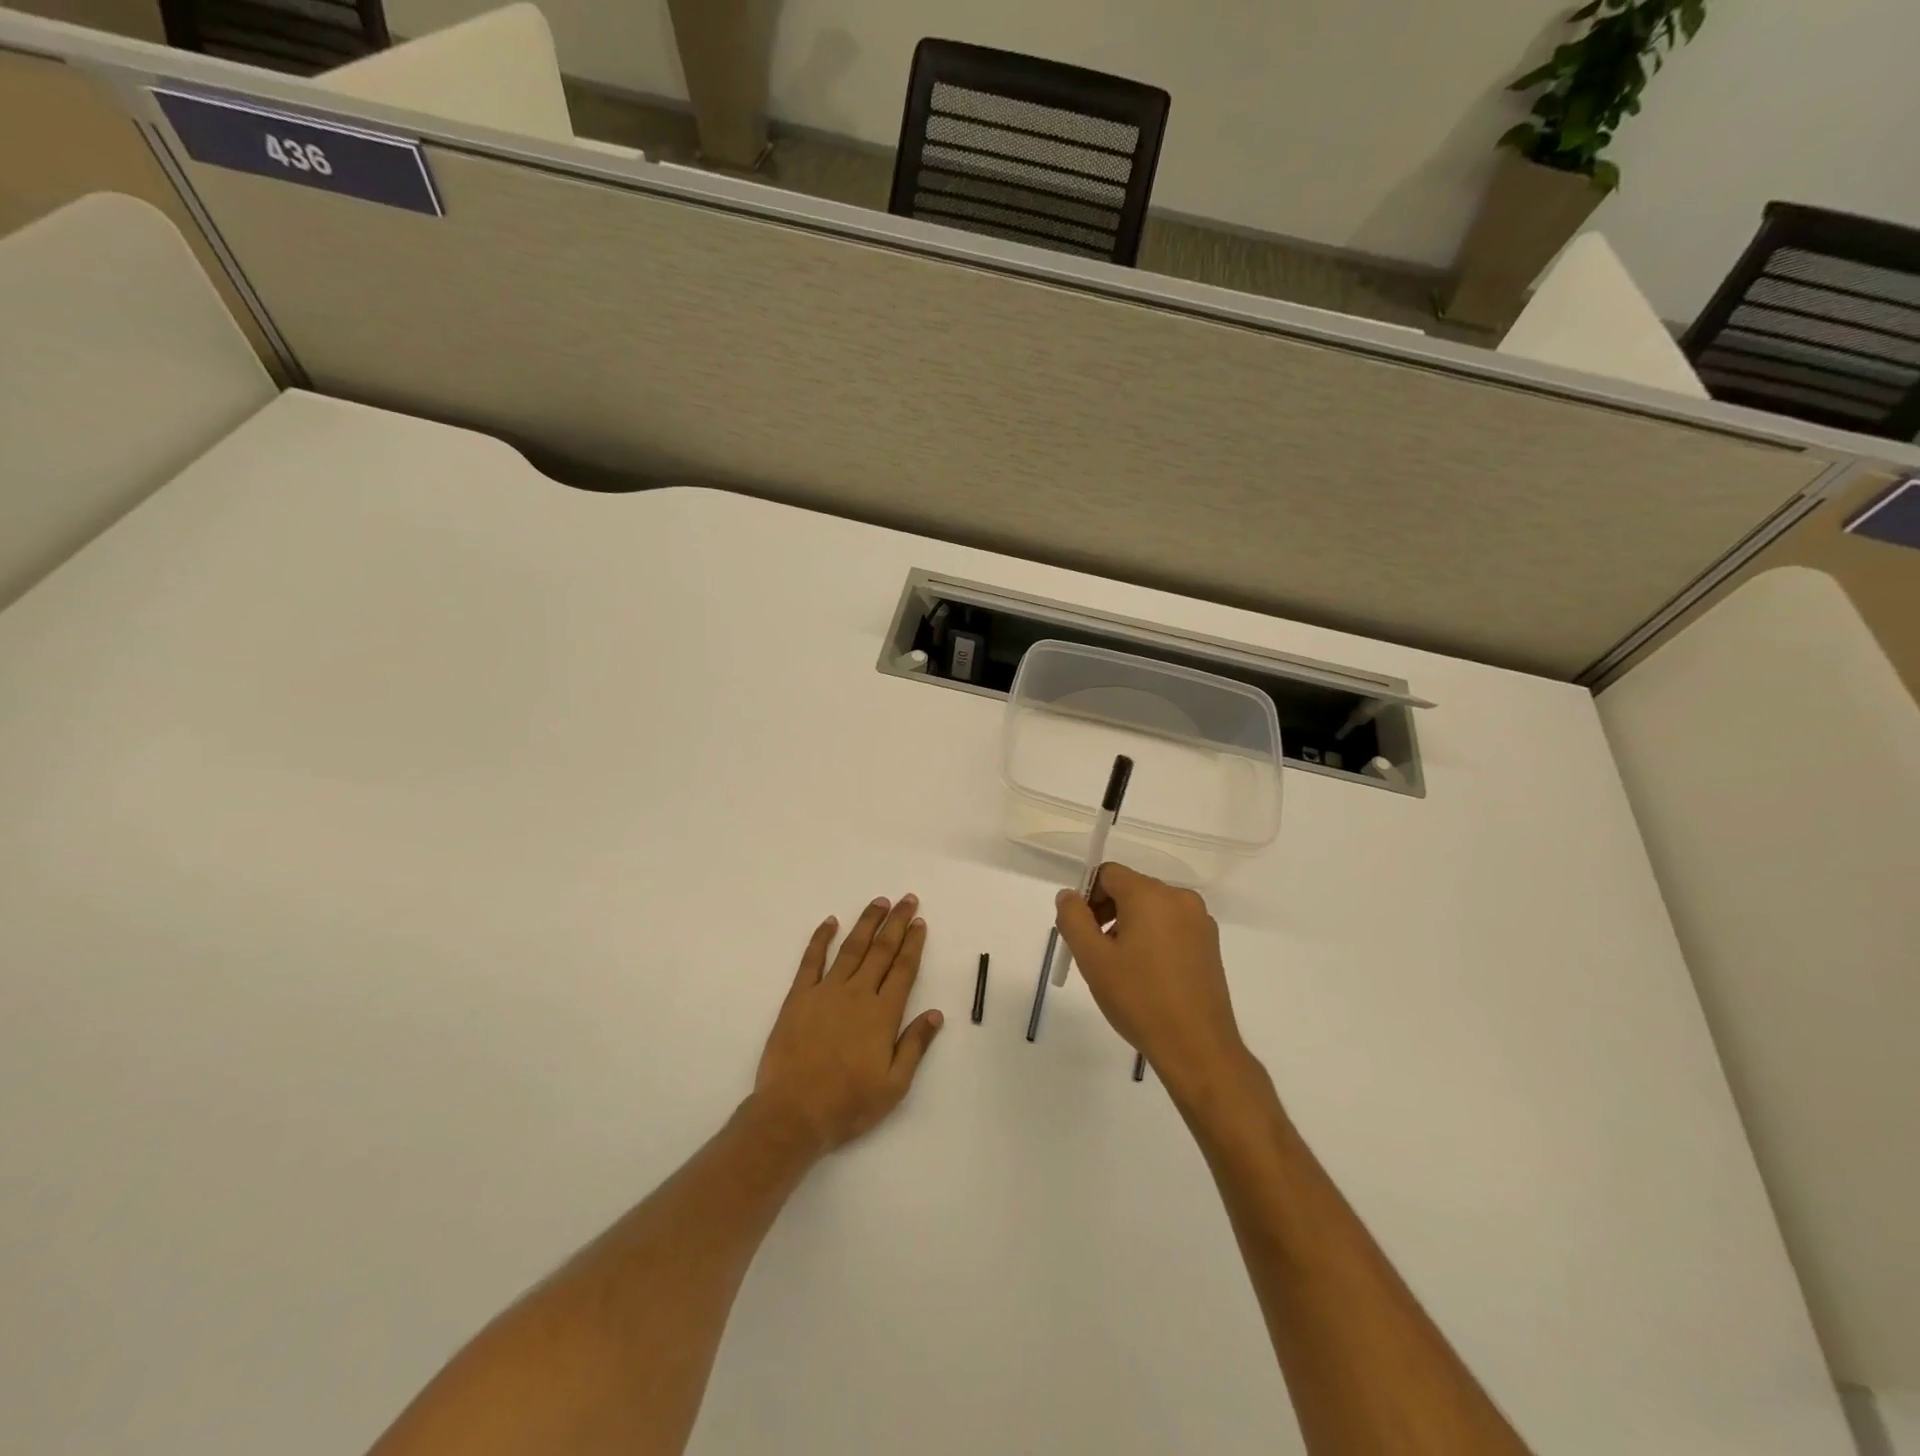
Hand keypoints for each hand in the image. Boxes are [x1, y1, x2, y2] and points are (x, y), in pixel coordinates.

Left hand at [752, 895, 943, 1155]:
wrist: (793, 1114)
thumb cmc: (848, 1104)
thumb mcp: (894, 1085)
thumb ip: (915, 1045)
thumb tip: (935, 1013)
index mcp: (883, 1014)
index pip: (904, 969)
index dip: (913, 944)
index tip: (920, 922)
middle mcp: (857, 994)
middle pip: (881, 950)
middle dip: (896, 923)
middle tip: (907, 899)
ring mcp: (826, 992)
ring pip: (851, 948)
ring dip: (866, 923)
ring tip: (879, 902)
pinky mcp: (798, 997)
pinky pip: (811, 960)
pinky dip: (821, 938)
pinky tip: (830, 922)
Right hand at [1055, 864, 1248, 1097]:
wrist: (1197, 1047)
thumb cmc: (1139, 999)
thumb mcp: (1093, 958)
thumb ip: (1073, 918)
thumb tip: (1068, 895)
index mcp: (1150, 894)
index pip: (1109, 874)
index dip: (1087, 896)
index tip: (1081, 931)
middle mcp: (1180, 898)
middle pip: (1131, 888)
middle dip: (1107, 912)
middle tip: (1095, 952)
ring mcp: (1200, 921)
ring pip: (1151, 909)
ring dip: (1129, 926)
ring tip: (1121, 967)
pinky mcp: (1210, 944)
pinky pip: (1171, 926)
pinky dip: (1153, 938)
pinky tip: (1147, 975)